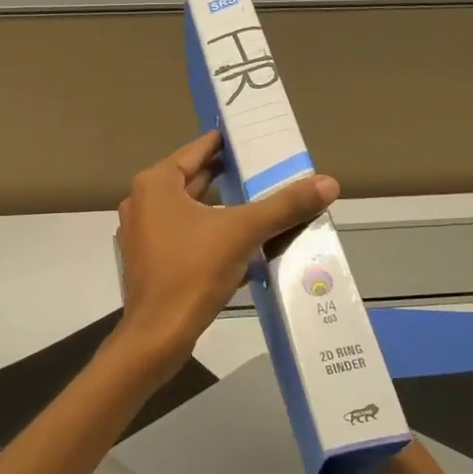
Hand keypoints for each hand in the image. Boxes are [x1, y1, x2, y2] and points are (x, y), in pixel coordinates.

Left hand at [115, 131, 339, 363]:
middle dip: (230, 178)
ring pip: (191, 212)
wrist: (158, 335)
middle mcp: (143, 202)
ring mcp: (144, 233)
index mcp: (156, 184)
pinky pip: (187, 237)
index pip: (196, 151)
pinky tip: (245, 244)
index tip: (254, 138)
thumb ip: (284, 206)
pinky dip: (212, 235)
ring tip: (263, 204)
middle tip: (267, 171)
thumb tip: (329, 183)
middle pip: (194, 180)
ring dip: (223, 209)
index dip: (226, 144)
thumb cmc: (192, 272)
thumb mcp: (242, 232)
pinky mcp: (151, 261)